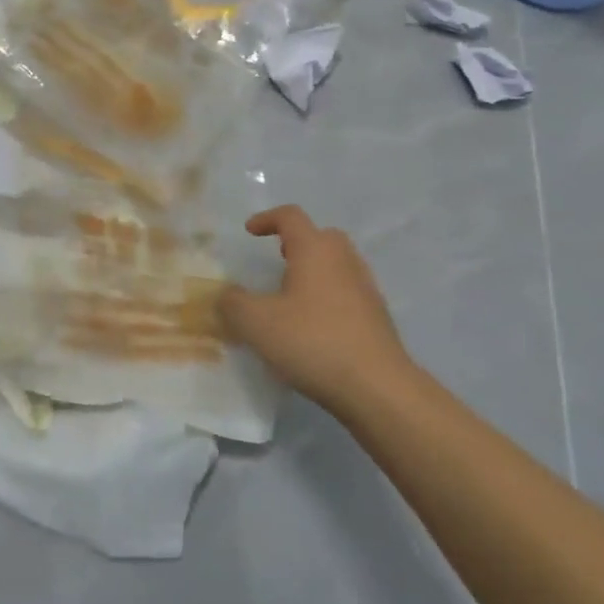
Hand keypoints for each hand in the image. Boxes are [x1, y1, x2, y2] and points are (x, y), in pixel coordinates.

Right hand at [218, 206, 411, 407]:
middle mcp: (344, 260)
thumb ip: (233, 303)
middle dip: (297, 242)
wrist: (377, 387)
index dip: (267, 219)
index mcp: (315, 250)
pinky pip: (347, 292)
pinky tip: (313, 325)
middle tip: (277, 258)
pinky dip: (328, 296)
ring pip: (337, 264)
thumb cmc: (312, 342)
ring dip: (314, 270)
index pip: (291, 217)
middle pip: (321, 236)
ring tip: (291, 295)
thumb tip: (226, 294)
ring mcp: (365, 288)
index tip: (250, 232)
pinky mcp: (377, 316)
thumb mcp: (256, 323)